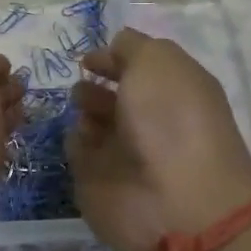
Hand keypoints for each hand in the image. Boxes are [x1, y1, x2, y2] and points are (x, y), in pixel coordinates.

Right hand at [67, 28, 250, 250]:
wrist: (174, 203)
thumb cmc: (172, 120)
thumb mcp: (158, 62)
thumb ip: (133, 47)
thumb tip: (115, 47)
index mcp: (175, 88)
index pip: (141, 66)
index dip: (115, 56)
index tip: (90, 58)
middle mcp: (152, 119)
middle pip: (115, 93)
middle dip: (94, 83)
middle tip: (82, 83)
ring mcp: (125, 152)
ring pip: (93, 121)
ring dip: (84, 108)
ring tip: (82, 108)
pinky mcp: (99, 181)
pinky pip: (78, 150)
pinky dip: (75, 140)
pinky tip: (79, 136)